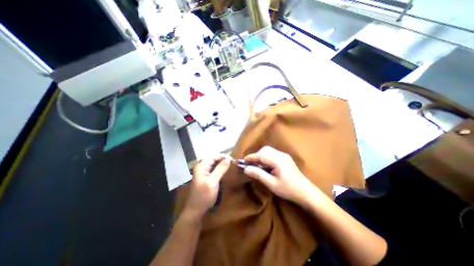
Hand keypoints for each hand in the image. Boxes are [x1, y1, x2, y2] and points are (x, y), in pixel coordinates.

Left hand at [184, 153, 230, 218]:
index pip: (213, 157)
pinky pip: (213, 170)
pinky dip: (219, 169)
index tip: (232, 158)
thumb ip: (220, 169)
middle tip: (232, 161)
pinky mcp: (205, 178)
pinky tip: (225, 171)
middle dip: (222, 159)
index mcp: (201, 167)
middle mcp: (201, 168)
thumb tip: (228, 159)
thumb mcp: (213, 181)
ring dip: (221, 164)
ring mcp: (203, 173)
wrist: (196, 210)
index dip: (222, 156)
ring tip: (230, 164)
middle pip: (213, 159)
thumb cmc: (204, 195)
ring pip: (213, 164)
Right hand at [243, 147, 315, 204]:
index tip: (243, 161)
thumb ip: (258, 174)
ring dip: (261, 156)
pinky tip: (266, 165)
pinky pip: (272, 153)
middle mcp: (281, 155)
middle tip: (251, 164)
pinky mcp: (285, 158)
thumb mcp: (271, 184)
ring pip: (268, 151)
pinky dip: (266, 157)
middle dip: (256, 155)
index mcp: (277, 160)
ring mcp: (284, 155)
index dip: (251, 157)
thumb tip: (246, 169)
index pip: (261, 155)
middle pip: (265, 150)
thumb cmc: (288, 189)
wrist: (305, 191)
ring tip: (257, 165)